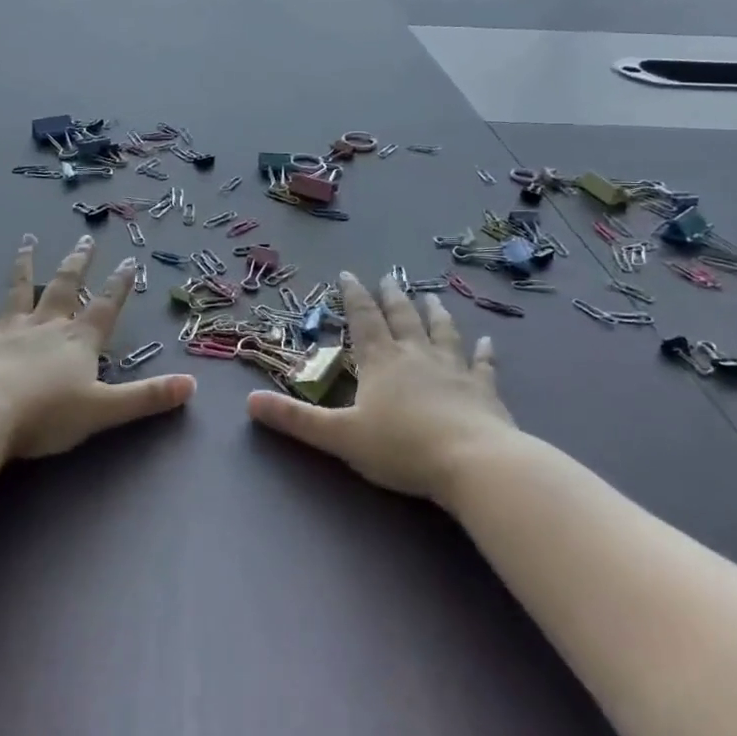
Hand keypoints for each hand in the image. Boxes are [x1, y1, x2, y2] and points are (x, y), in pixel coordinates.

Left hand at [0, 234, 195, 459]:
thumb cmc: (48, 413)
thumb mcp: (105, 409)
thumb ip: (147, 397)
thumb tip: (192, 385)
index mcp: (79, 340)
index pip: (106, 306)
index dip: (119, 285)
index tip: (128, 260)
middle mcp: (47, 325)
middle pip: (65, 286)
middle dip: (77, 262)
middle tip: (85, 238)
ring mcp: (11, 328)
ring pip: (20, 289)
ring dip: (26, 265)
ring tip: (28, 241)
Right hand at [248, 271, 520, 504]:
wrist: (472, 462)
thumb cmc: (401, 448)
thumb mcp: (339, 436)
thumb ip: (296, 419)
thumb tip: (248, 401)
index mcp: (380, 362)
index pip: (363, 320)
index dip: (353, 296)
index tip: (348, 274)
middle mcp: (416, 355)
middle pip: (402, 318)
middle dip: (392, 297)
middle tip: (389, 278)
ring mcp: (453, 369)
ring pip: (442, 332)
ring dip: (435, 313)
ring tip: (431, 296)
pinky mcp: (483, 390)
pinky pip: (482, 364)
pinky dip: (484, 352)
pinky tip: (488, 341)